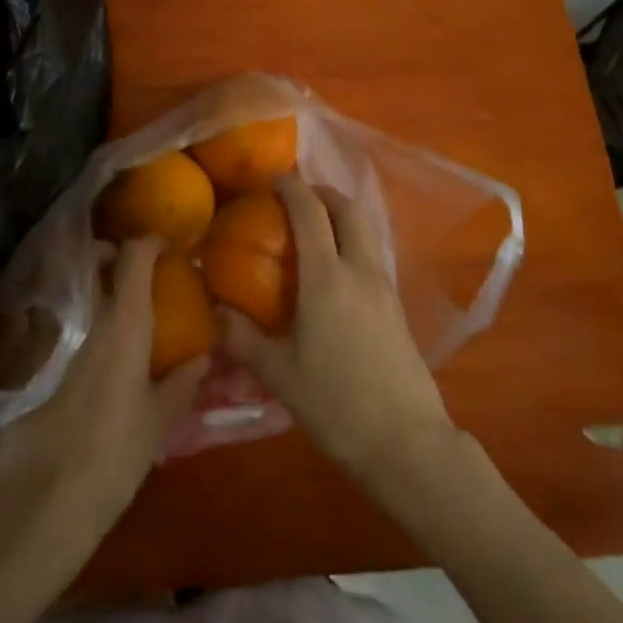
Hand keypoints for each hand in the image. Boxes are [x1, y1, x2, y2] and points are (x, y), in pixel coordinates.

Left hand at [0, 236, 207, 548]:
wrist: (43, 503)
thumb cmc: (115, 456)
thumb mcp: (160, 421)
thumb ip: (183, 382)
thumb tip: (202, 356)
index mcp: (125, 325)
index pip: (133, 259)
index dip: (147, 243)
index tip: (164, 244)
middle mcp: (91, 324)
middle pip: (97, 267)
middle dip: (114, 257)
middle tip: (139, 271)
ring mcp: (61, 346)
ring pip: (82, 299)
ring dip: (101, 293)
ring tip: (126, 314)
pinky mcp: (40, 371)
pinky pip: (68, 332)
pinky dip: (85, 328)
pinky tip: (99, 358)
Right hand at [217, 175, 455, 484]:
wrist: (407, 443)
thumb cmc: (336, 404)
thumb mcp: (279, 375)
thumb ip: (243, 338)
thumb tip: (215, 311)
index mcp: (327, 279)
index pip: (310, 214)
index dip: (292, 187)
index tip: (274, 179)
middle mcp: (360, 271)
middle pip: (348, 210)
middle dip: (323, 193)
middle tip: (297, 198)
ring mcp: (384, 288)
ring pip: (366, 231)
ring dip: (341, 217)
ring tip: (314, 231)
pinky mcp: (397, 308)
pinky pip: (372, 256)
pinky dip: (352, 244)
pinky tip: (334, 274)